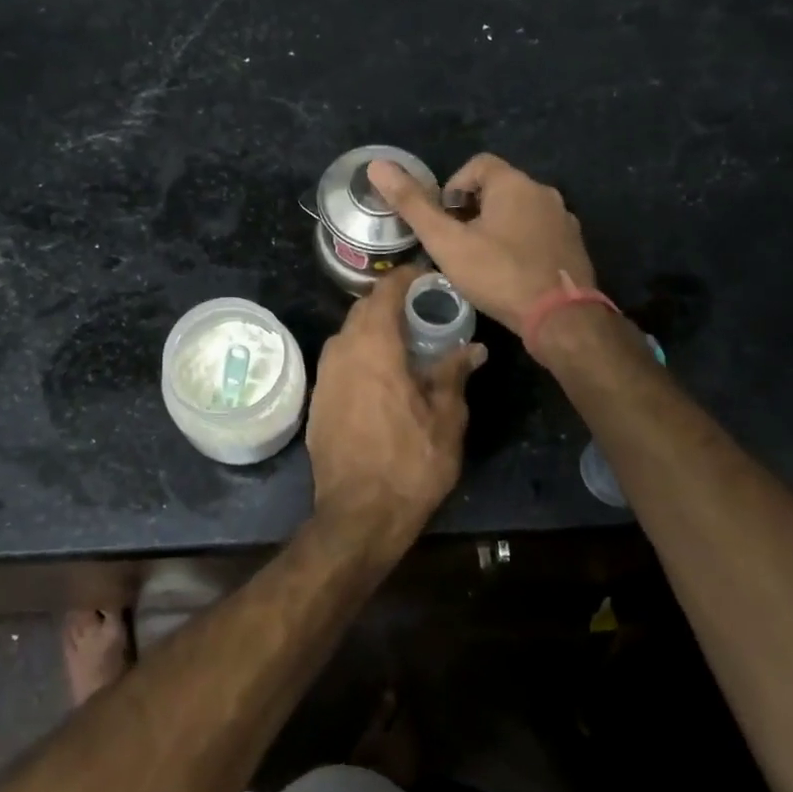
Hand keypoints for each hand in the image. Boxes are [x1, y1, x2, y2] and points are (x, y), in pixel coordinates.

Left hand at [306, 265, 484, 538]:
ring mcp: (325, 376)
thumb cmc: (409, 463)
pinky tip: (382, 375)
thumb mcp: (446, 419)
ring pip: (349, 335)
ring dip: (373, 329)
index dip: (405, 278)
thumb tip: (474, 348)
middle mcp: (342, 351)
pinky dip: (361, 354)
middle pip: (363, 309)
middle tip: (421, 310)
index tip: (425, 276)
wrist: (357, 515)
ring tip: (404, 341)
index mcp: (374, 346)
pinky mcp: (318, 400)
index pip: (385, 292)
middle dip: (390, 303)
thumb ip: (454, 374)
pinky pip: (341, 360)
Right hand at [367, 153, 595, 333]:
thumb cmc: (499, 275)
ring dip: (496, 227)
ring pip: (520, 212)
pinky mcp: (574, 246)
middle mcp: (544, 193)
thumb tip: (377, 165)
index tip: (443, 220)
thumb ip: (413, 205)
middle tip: (455, 243)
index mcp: (514, 184)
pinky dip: (519, 243)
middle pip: (499, 188)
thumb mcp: (447, 242)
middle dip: (473, 210)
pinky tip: (508, 273)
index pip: (477, 164)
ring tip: (478, 260)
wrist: (562, 319)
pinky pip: (538, 233)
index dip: (453, 187)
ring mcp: (563, 220)